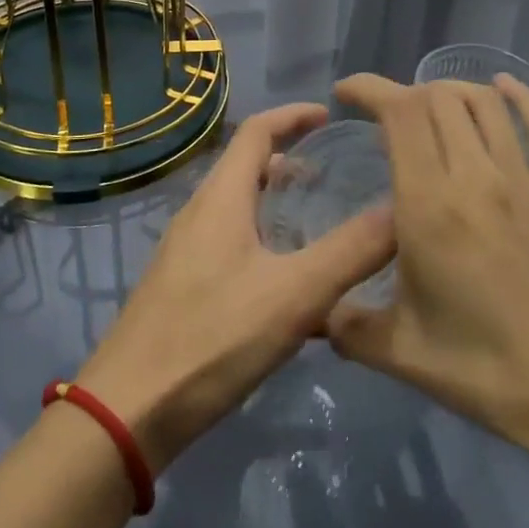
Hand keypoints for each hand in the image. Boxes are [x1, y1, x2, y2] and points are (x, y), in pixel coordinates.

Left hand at [77, 102, 394, 473]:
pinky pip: (229, 244)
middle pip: (246, 168)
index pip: (257, 130)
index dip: (293, 116)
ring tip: (317, 228)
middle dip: (290, 162)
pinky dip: (263, 242)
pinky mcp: (180, 287)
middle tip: (333, 178)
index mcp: (220, 198)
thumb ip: (351, 251)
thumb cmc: (212, 338)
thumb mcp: (294, 294)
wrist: (127, 412)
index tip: (329, 115)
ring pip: (238, 209)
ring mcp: (184, 252)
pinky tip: (287, 288)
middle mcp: (198, 214)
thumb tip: (401, 209)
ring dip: (276, 205)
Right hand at [326, 74, 528, 459]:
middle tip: (381, 120)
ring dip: (450, 91)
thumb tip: (315, 312)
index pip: (401, 113)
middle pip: (439, 99)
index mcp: (430, 206)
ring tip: (427, 107)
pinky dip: (522, 97)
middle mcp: (477, 177)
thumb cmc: (488, 371)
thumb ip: (346, 324)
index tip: (345, 94)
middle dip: (403, 94)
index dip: (371, 89)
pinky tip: (503, 87)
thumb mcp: (400, 352)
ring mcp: (523, 181)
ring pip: (484, 103)